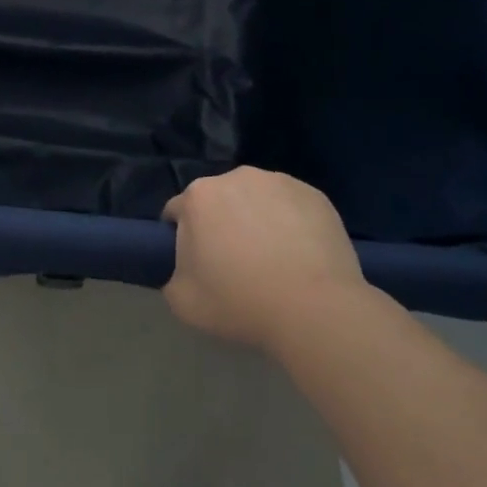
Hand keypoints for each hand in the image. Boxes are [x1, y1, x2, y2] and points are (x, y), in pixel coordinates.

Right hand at [162, 167, 367, 354]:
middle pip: (219, 200)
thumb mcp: (183, 302)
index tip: (197, 265)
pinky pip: (291, 206)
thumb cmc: (241, 303)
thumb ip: (172, 275)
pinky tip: (301, 254)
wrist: (315, 309)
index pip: (178, 212)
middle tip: (235, 264)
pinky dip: (290, 222)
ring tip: (274, 260)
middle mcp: (236, 176)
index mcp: (199, 197)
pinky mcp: (313, 194)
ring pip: (257, 199)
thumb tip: (184, 268)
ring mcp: (278, 181)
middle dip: (221, 224)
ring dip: (257, 219)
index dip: (182, 239)